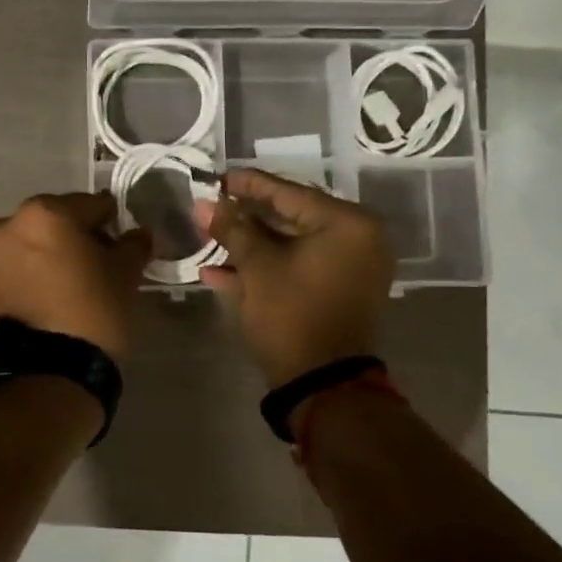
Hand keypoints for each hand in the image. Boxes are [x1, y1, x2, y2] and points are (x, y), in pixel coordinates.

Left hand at [0, 193, 151, 361]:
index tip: (120, 243)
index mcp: (45, 213)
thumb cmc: (90, 314)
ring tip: (63, 287)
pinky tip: (41, 301)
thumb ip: (133, 246)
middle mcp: (6, 224)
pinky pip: (7, 271)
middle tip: (94, 266)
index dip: (110, 223)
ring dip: (43, 256)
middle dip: (72, 237)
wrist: (42, 376)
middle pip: (52, 222)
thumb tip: (139, 234)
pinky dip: (24, 277)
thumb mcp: (124, 277)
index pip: (90, 205)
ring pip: (25, 245)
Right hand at [195, 169, 392, 386]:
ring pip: (290, 246)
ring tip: (208, 238)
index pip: (290, 192)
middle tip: (210, 208)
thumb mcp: (258, 267)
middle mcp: (357, 240)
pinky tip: (218, 272)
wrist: (322, 385)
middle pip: (290, 218)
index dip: (249, 185)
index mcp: (348, 224)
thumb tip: (204, 204)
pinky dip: (264, 269)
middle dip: (245, 218)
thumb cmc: (292, 314)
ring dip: (248, 246)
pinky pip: (297, 269)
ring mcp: (349, 269)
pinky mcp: (336, 293)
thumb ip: (232, 229)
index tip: (218, 177)